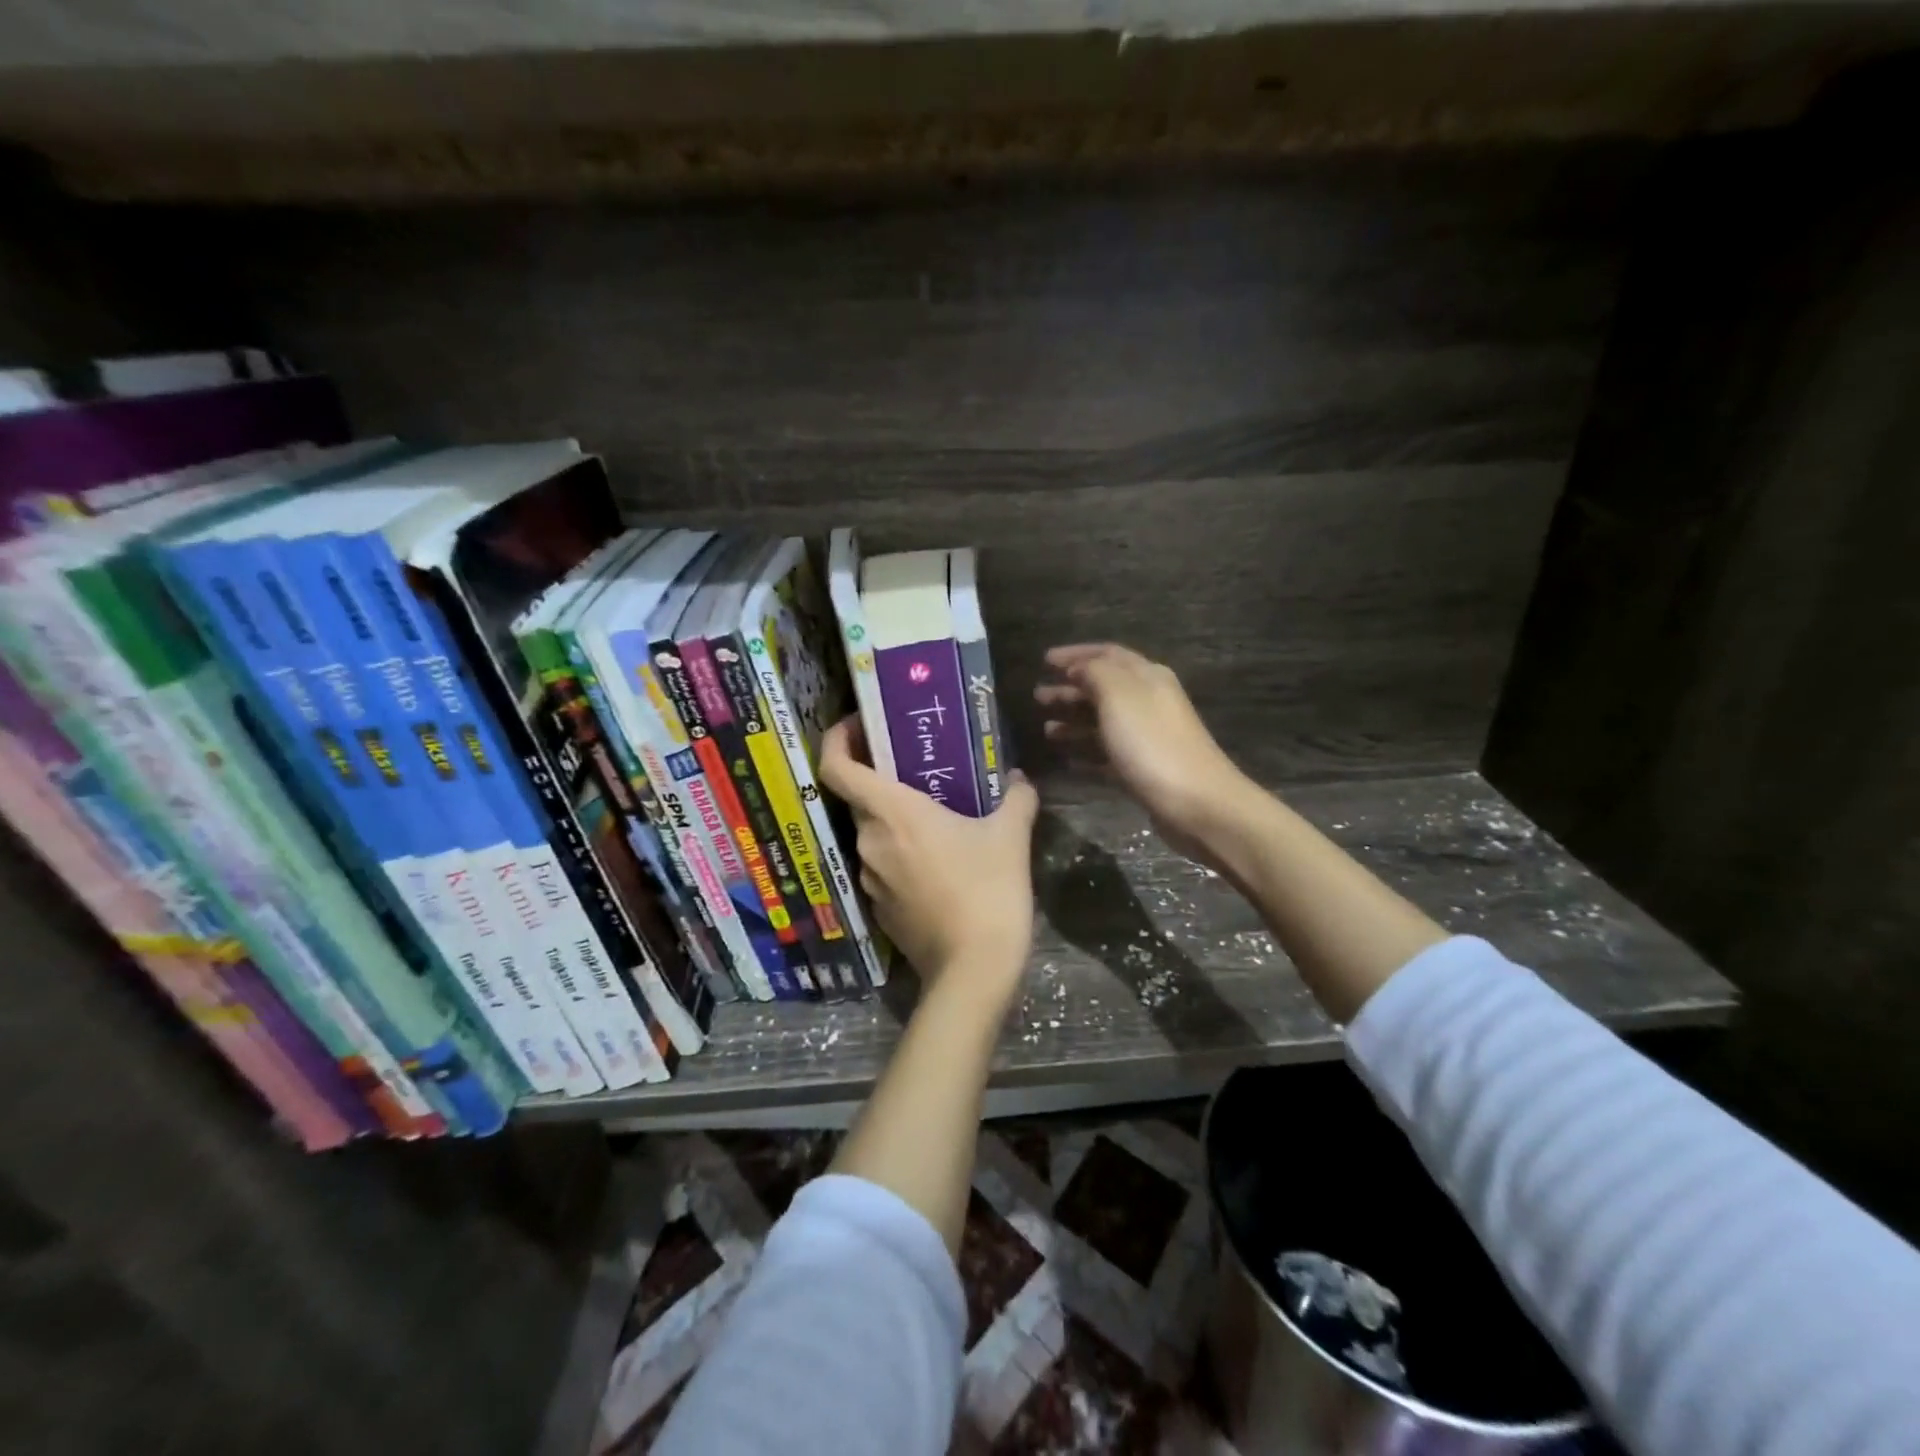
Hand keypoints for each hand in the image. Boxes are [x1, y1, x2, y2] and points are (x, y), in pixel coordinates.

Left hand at [819, 717, 1039, 1006]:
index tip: (858, 726)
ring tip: (934, 814)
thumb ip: (1016, 798)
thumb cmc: (988, 889)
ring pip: (873, 834)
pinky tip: (936, 860)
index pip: (836, 767)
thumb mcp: (1011, 836)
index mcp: (891, 813)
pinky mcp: (879, 908)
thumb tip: (1019, 778)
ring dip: (894, 820)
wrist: (974, 968)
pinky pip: (883, 866)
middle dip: (880, 779)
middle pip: (858, 798)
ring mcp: (870, 878)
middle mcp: (869, 841)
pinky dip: (900, 854)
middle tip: (916, 768)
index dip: (837, 740)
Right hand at [1035, 643, 1251, 865]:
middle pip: (1103, 688)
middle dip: (1070, 688)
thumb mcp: (1119, 695)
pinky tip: (1065, 758)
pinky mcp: (1142, 769)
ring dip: (1073, 720)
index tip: (1045, 660)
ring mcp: (1146, 737)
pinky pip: (1107, 753)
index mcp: (1147, 677)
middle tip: (1037, 696)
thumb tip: (1078, 668)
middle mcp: (1148, 701)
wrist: (1195, 803)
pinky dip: (1085, 751)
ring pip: (1103, 721)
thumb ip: (1095, 673)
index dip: (1076, 654)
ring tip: (1045, 728)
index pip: (1107, 654)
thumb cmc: (1152, 743)